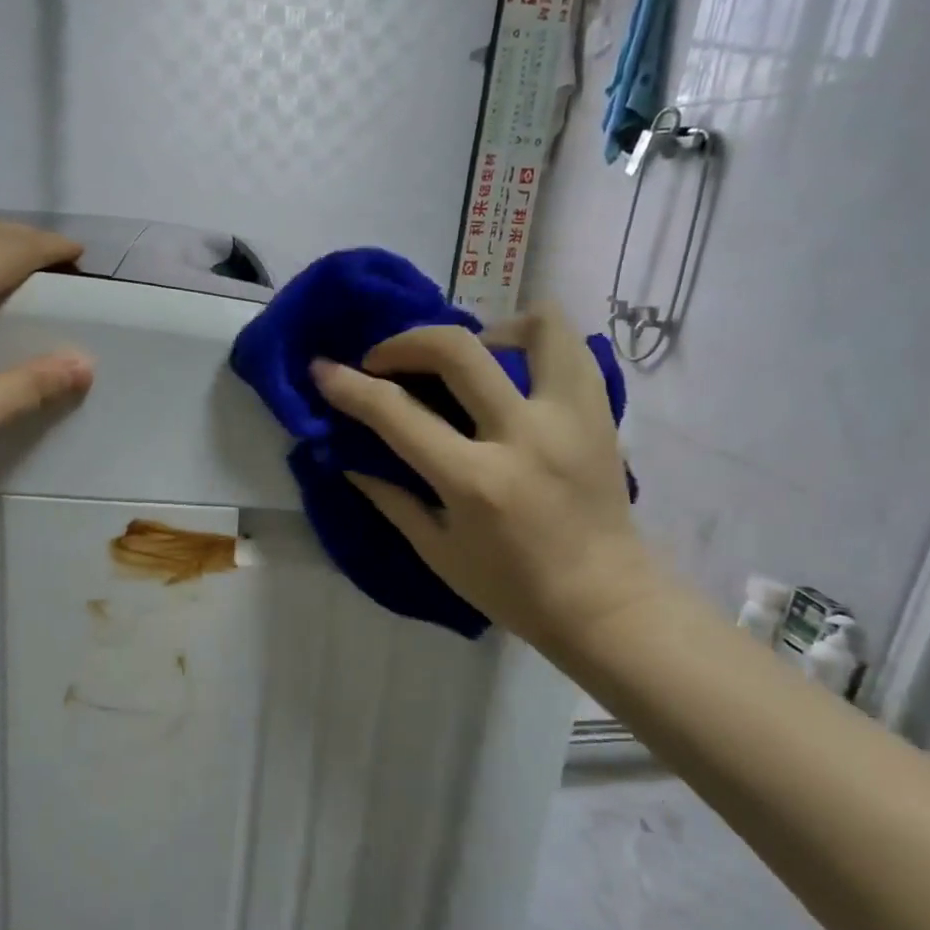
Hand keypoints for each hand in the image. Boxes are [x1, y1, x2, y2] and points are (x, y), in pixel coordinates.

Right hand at [311, 305, 667, 660]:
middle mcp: (523, 437)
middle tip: (386, 360)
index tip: (323, 369)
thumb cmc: (512, 588)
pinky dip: (534, 342)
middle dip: (405, 342)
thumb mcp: (437, 552)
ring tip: (466, 356)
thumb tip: (348, 455)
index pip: (397, 413)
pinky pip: (571, 347)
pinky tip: (510, 369)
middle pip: (456, 349)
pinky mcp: (601, 413)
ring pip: (535, 326)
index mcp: (475, 482)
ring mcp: (570, 418)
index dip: (350, 386)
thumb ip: (390, 497)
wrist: (605, 603)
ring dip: (486, 328)